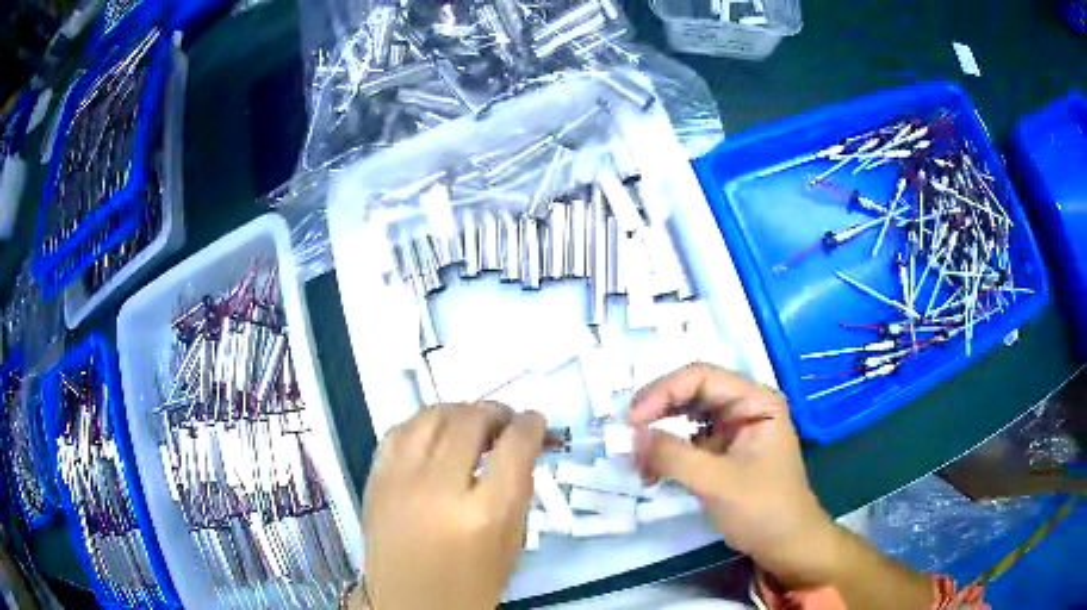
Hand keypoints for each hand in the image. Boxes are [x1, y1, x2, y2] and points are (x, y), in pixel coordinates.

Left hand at [362, 403, 545, 609]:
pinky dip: (424, 423)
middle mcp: (439, 489)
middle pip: (470, 422)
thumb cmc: (470, 586)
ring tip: (472, 423)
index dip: (531, 425)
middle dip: (496, 413)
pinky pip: (399, 430)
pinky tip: (436, 434)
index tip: (535, 422)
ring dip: (459, 411)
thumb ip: (517, 494)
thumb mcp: (510, 546)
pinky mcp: (375, 479)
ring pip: (431, 416)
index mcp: (483, 515)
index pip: (514, 447)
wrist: (408, 604)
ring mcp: (400, 480)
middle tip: (506, 422)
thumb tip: (520, 449)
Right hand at [628, 363, 836, 587]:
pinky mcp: (724, 451)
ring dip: (659, 434)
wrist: (785, 544)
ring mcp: (734, 428)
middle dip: (657, 412)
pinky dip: (668, 453)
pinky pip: (689, 440)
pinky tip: (652, 472)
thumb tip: (631, 435)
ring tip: (638, 461)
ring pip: (687, 416)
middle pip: (692, 392)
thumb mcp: (716, 482)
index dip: (663, 392)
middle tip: (628, 436)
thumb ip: (673, 456)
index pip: (702, 377)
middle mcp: (745, 406)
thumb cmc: (762, 509)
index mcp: (755, 400)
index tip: (632, 420)